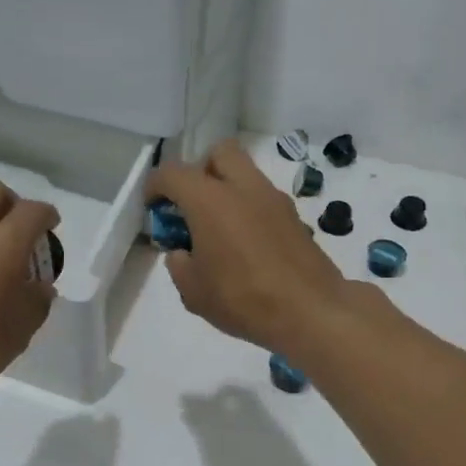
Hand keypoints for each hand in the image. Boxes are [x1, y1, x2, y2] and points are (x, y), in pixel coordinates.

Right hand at [147, 140, 354, 356]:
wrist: (312, 312)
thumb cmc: (243, 299)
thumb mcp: (193, 292)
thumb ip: (179, 265)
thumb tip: (182, 253)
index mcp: (210, 200)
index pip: (172, 173)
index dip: (155, 186)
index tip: (152, 207)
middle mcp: (243, 188)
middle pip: (218, 153)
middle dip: (200, 170)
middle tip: (192, 205)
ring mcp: (274, 199)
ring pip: (245, 173)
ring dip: (227, 188)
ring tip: (219, 229)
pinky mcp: (294, 217)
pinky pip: (263, 198)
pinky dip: (248, 209)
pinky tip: (245, 244)